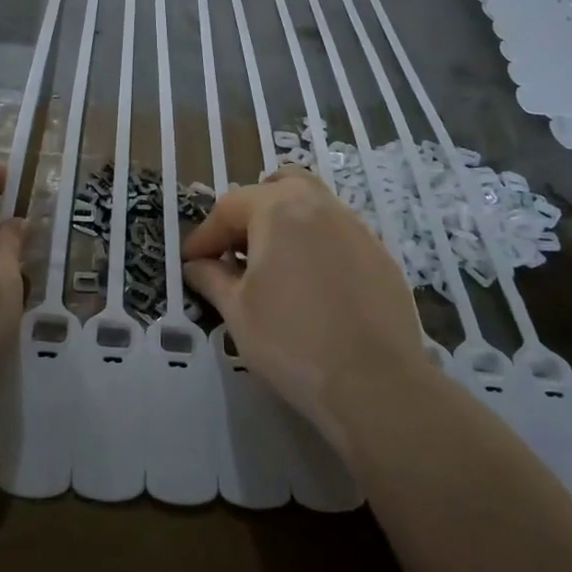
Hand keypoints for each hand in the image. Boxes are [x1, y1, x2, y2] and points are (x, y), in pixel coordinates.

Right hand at [182, 168, 432, 447]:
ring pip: (312, 205)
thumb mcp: (237, 311)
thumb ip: (212, 278)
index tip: (191, 263)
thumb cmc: (291, 342)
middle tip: (235, 250)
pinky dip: (316, 245)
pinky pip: (338, 234)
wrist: (376, 384)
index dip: (205, 235)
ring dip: (285, 224)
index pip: (229, 206)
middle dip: (250, 212)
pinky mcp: (380, 255)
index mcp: (278, 209)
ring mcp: (356, 227)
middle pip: (277, 187)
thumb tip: (196, 266)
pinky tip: (312, 286)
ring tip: (273, 266)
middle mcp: (319, 205)